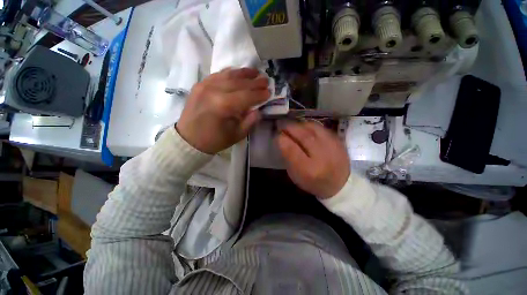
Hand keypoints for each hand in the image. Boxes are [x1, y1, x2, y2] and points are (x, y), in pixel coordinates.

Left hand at [176, 68, 268, 153]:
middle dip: (255, 82)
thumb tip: (258, 110)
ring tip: (255, 72)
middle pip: (239, 83)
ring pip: (229, 75)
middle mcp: (214, 91)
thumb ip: (250, 121)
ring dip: (244, 73)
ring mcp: (205, 85)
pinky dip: (230, 73)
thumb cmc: (214, 140)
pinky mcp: (200, 84)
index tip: (269, 92)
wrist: (188, 140)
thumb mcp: (236, 135)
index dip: (259, 94)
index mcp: (223, 106)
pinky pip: (218, 74)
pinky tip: (238, 73)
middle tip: (266, 80)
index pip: (247, 96)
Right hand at [277, 122, 350, 198]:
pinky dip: (310, 126)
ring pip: (313, 129)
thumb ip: (288, 157)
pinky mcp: (339, 142)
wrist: (340, 185)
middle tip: (282, 124)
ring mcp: (333, 148)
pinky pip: (322, 128)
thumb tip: (282, 139)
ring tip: (292, 125)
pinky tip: (304, 127)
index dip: (282, 139)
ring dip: (300, 125)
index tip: (277, 134)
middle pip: (304, 136)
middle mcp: (322, 157)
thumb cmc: (313, 182)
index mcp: (309, 170)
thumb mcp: (296, 175)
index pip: (292, 150)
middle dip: (290, 128)